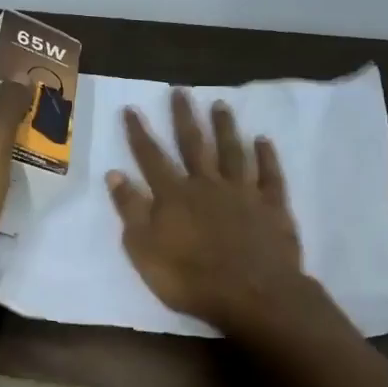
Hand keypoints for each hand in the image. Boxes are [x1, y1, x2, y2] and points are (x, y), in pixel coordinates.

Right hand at [105, 89, 308, 333]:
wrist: (253, 295)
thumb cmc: (191, 279)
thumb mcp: (144, 250)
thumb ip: (131, 210)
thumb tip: (115, 174)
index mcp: (174, 196)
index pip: (151, 157)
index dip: (139, 133)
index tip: (131, 108)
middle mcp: (207, 184)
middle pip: (193, 144)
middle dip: (184, 117)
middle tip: (180, 91)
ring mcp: (243, 192)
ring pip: (232, 151)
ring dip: (225, 127)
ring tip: (220, 105)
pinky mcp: (272, 206)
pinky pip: (269, 174)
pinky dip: (266, 156)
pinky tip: (263, 140)